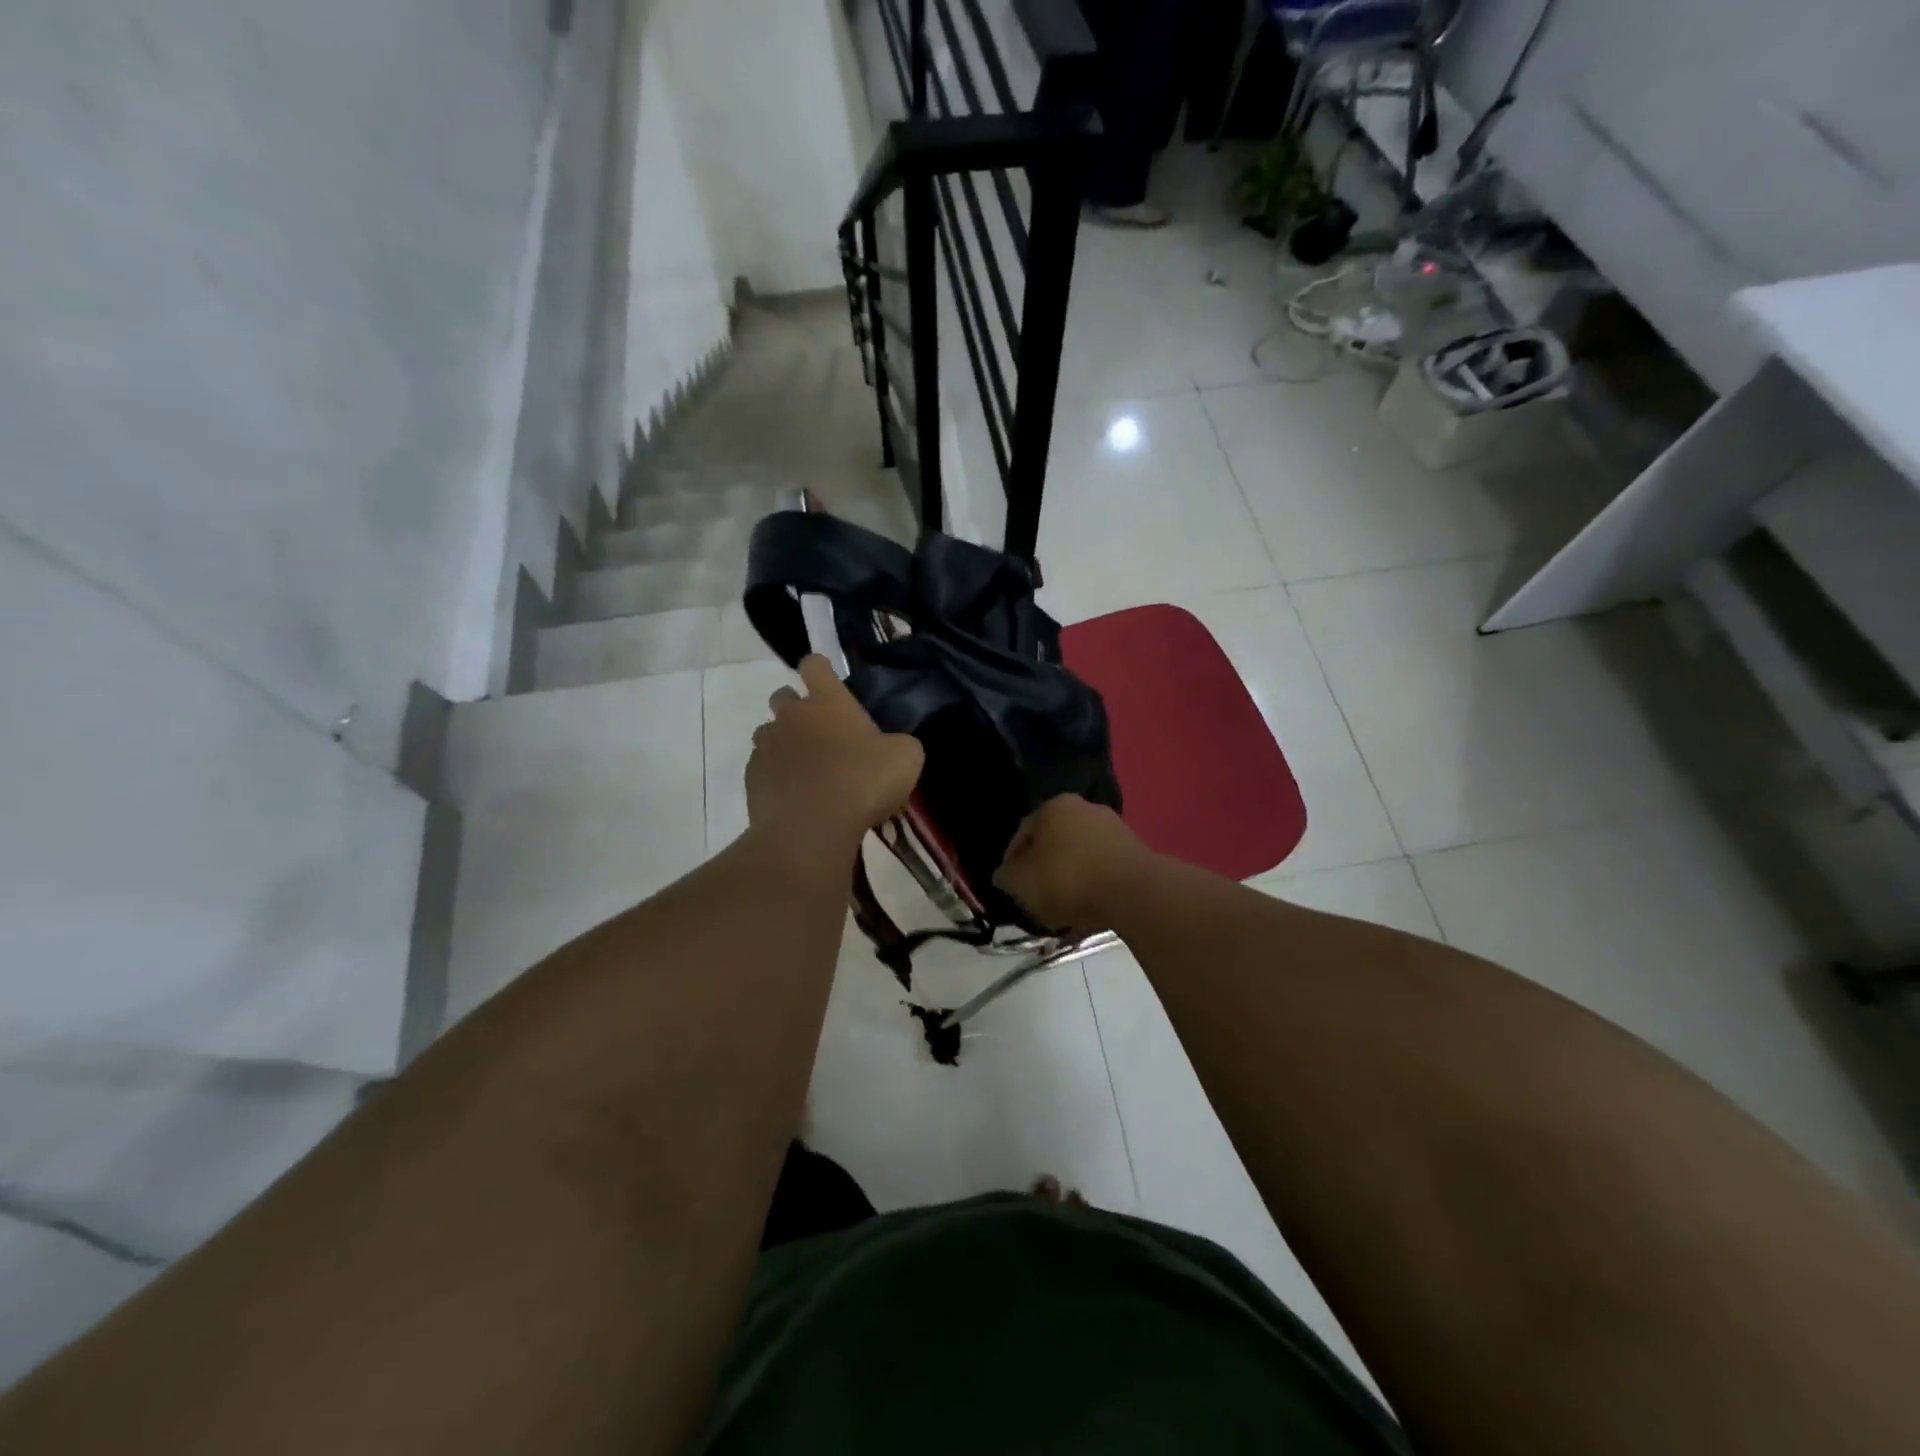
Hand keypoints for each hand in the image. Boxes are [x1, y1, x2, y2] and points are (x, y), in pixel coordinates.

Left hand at [746, 656, 924, 859]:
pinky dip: (775, 774)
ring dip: (784, 741)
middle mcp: (792, 716)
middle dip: (796, 706)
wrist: (810, 829)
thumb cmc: (862, 783)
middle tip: (820, 731)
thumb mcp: (906, 759)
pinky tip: (793, 794)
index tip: (826, 678)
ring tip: (805, 766)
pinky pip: (761, 766)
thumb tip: (893, 746)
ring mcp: (767, 746)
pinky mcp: (752, 777)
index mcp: (828, 702)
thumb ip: (899, 743)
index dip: (819, 668)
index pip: (815, 665)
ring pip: (768, 732)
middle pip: (783, 695)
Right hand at [994, 795, 1158, 933]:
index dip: (1013, 861)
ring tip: (1064, 910)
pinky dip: (1094, 887)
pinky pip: (1104, 870)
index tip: (1012, 886)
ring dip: (1070, 879)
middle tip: (1037, 897)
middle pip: (1054, 843)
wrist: (1133, 892)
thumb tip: (1005, 874)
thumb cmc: (1067, 879)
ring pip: (1080, 857)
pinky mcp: (1136, 852)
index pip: (1023, 832)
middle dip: (1044, 870)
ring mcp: (1114, 828)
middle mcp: (1084, 808)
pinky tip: (1089, 910)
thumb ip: (1006, 877)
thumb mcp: (1021, 883)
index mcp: (1053, 807)